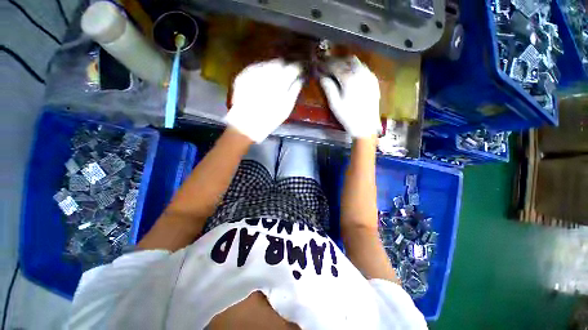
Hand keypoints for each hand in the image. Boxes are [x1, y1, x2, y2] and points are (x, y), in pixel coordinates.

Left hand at [225, 59, 302, 142]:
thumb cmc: (269, 120)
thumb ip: (294, 91)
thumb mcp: (286, 109)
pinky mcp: (242, 76)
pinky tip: (261, 81)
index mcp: (280, 84)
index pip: (292, 68)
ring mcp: (252, 74)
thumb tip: (299, 79)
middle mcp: (266, 75)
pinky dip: (261, 72)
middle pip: (279, 62)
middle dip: (284, 67)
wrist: (246, 125)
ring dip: (272, 69)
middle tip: (286, 75)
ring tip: (273, 79)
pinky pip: (255, 68)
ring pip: (267, 64)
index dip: (297, 68)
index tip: (299, 71)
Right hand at [320, 56, 380, 137]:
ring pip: (356, 62)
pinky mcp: (373, 80)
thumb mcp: (335, 104)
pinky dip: (354, 67)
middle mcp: (360, 73)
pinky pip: (363, 67)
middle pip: (346, 60)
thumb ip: (328, 88)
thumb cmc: (348, 117)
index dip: (326, 64)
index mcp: (349, 79)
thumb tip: (322, 76)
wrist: (366, 126)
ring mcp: (369, 76)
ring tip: (337, 68)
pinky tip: (349, 73)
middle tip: (327, 65)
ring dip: (345, 62)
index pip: (335, 66)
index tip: (319, 64)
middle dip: (335, 61)